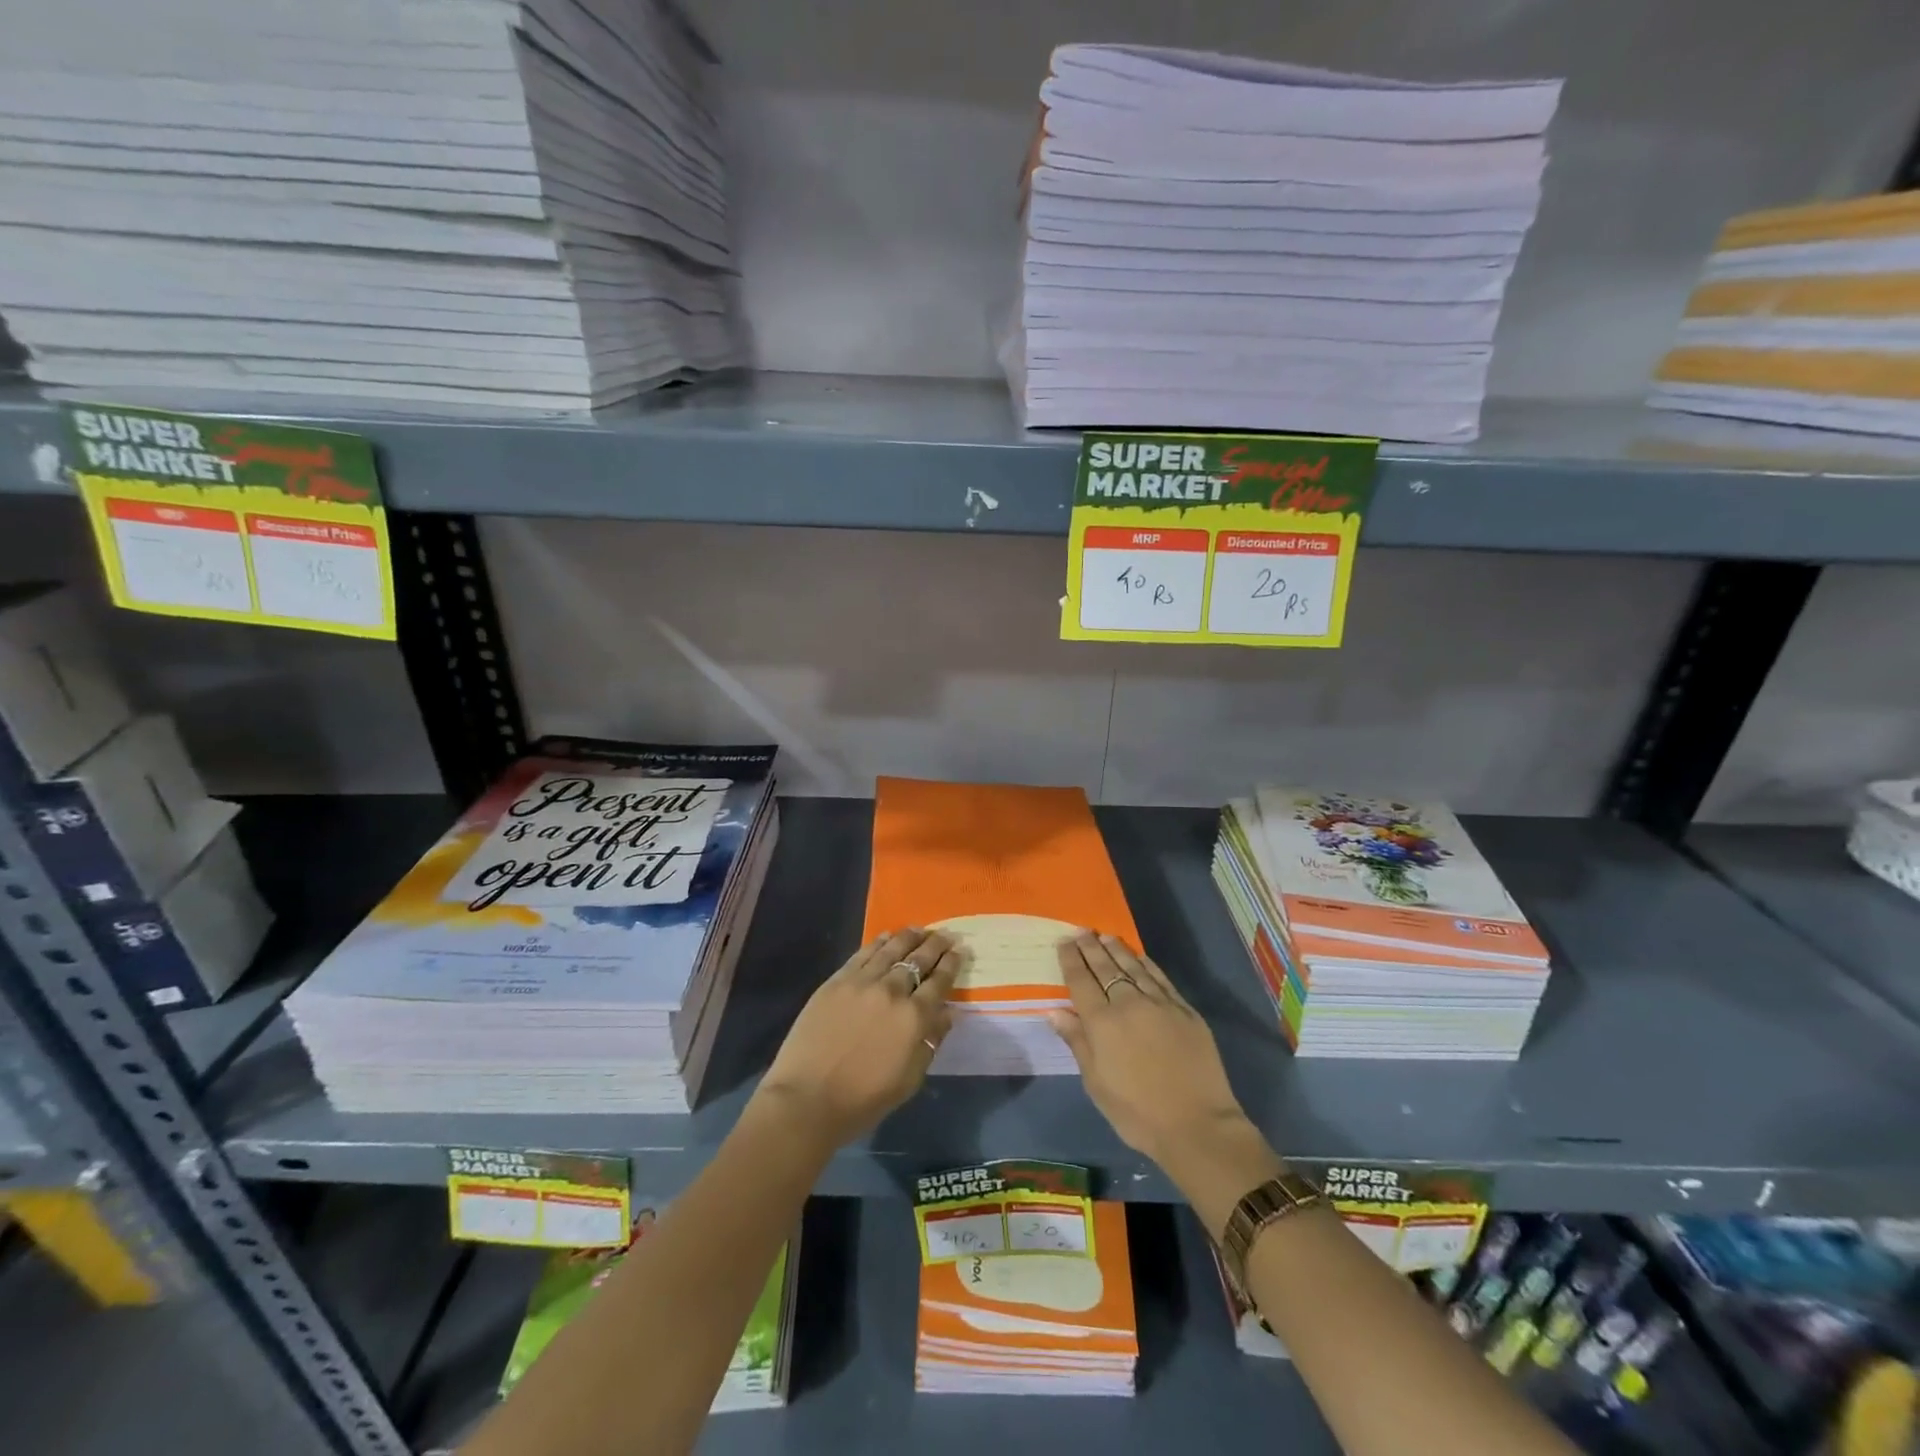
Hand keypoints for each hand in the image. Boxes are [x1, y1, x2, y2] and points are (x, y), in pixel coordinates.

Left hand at [756, 928, 962, 1146]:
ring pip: (891, 949)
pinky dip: (879, 942)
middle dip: (935, 945)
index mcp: (914, 1018)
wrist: (807, 1099)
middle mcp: (892, 992)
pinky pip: (863, 953)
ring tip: (920, 929)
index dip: (952, 964)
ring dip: (909, 937)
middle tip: (946, 934)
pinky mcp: (837, 981)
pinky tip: (887, 936)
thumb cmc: (863, 1100)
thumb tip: (946, 1014)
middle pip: (918, 960)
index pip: (939, 982)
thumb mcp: (909, 1080)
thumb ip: (930, 1042)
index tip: (960, 950)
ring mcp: (862, 982)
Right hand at [1050, 934, 1256, 1168]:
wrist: (1196, 1125)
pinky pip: (1160, 978)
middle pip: (1106, 968)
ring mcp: (1160, 1004)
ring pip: (1133, 967)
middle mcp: (1129, 1004)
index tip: (1064, 942)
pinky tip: (1140, 957)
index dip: (1071, 959)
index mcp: (1102, 1023)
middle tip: (1082, 931)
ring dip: (1117, 949)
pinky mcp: (1185, 1010)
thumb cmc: (1137, 1112)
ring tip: (1105, 936)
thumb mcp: (1096, 1084)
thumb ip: (1077, 1042)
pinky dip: (1146, 963)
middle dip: (1091, 947)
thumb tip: (1054, 1011)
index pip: (1081, 981)